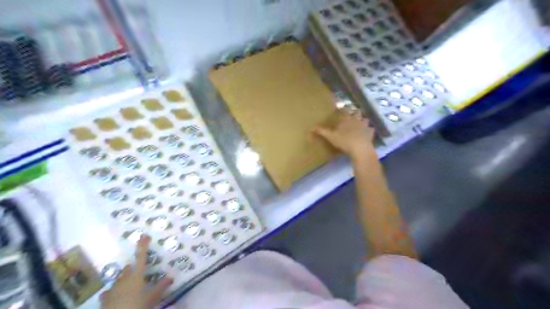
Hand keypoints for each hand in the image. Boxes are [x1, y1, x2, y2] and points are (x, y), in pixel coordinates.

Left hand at [100, 236, 171, 307]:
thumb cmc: (137, 305)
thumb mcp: (153, 297)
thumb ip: (161, 286)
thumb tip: (171, 277)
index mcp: (137, 275)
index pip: (142, 257)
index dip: (143, 246)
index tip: (144, 235)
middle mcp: (124, 279)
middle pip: (128, 268)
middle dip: (132, 267)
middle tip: (138, 270)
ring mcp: (113, 288)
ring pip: (119, 279)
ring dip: (124, 279)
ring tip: (129, 284)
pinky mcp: (105, 298)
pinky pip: (109, 292)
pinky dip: (113, 291)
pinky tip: (115, 295)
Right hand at [314, 111, 378, 158]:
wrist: (360, 149)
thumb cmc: (344, 141)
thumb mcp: (330, 137)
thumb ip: (321, 131)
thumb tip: (310, 127)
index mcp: (346, 119)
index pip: (343, 110)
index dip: (341, 108)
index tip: (339, 107)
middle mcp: (356, 119)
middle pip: (356, 113)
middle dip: (354, 113)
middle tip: (351, 114)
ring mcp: (365, 126)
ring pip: (365, 119)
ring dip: (363, 120)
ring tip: (361, 122)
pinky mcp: (371, 133)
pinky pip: (371, 130)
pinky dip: (370, 130)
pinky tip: (368, 133)